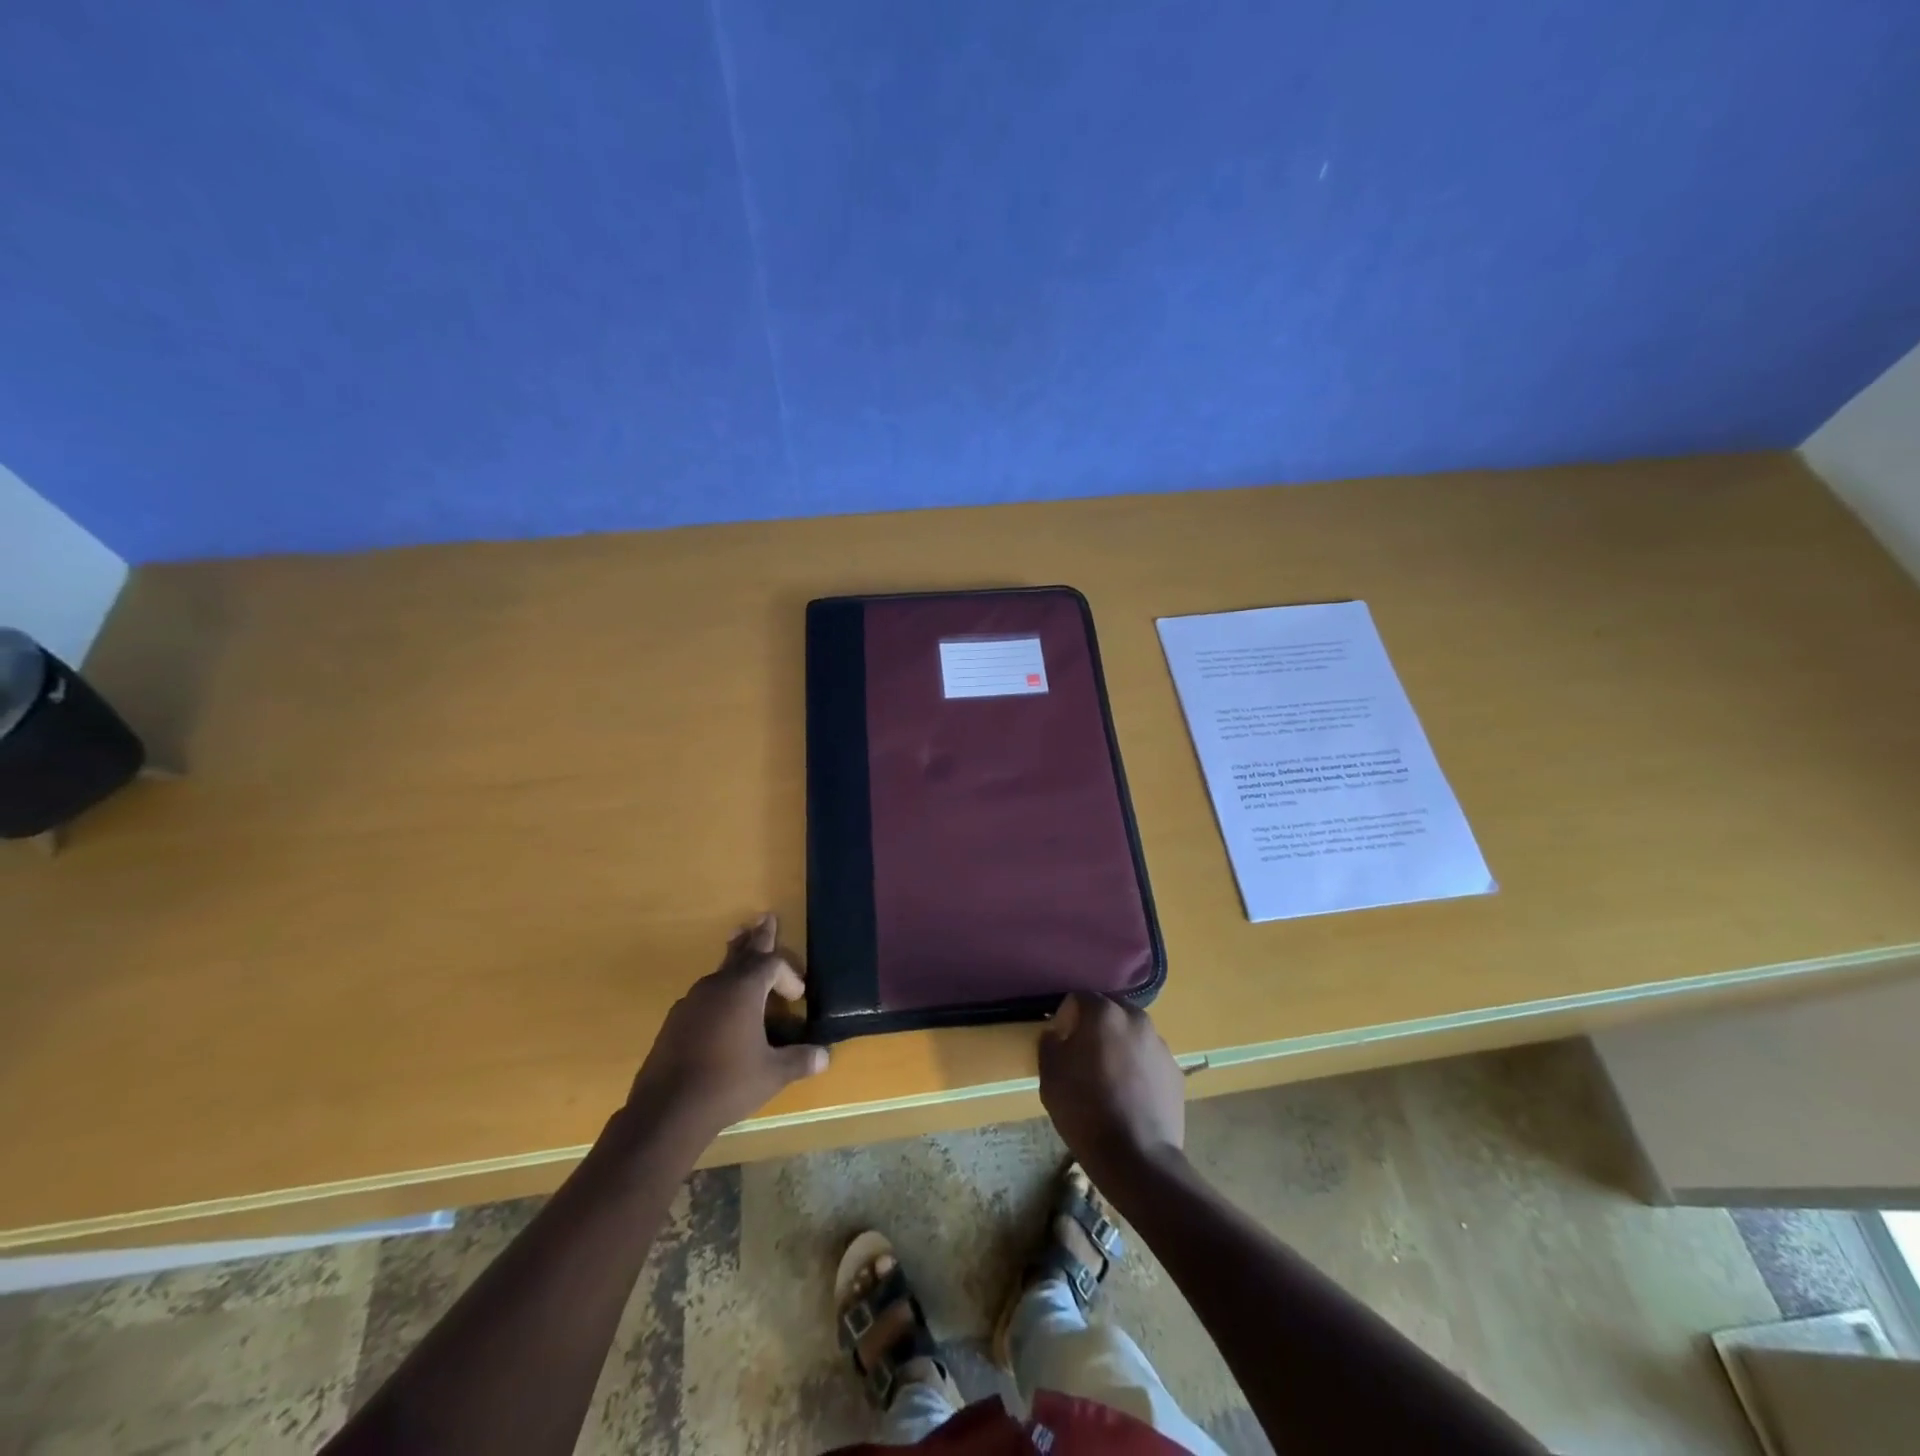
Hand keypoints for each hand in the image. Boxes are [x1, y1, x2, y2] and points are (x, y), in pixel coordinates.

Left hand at [626, 914, 829, 1140]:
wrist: (665, 1112)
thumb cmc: (727, 1084)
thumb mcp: (772, 1074)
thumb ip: (799, 1060)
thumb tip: (825, 1055)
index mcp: (743, 990)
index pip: (771, 964)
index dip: (788, 974)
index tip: (798, 996)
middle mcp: (716, 987)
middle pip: (741, 953)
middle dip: (757, 937)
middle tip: (765, 917)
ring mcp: (691, 1003)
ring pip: (720, 972)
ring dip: (736, 961)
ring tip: (740, 946)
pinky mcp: (675, 1023)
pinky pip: (704, 996)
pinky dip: (719, 992)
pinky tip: (720, 1009)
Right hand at [1038, 992, 1185, 1186]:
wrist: (1137, 1158)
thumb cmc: (1085, 1111)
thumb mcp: (1050, 1075)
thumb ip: (1050, 1043)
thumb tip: (1057, 1033)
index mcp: (1104, 1013)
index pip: (1079, 997)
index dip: (1066, 1016)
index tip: (1061, 1041)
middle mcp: (1136, 1019)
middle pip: (1110, 1010)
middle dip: (1095, 1025)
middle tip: (1083, 1055)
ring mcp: (1160, 1045)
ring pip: (1132, 1033)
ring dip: (1118, 1044)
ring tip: (1109, 1078)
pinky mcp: (1176, 1071)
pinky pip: (1149, 1058)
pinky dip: (1138, 1067)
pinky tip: (1129, 1095)